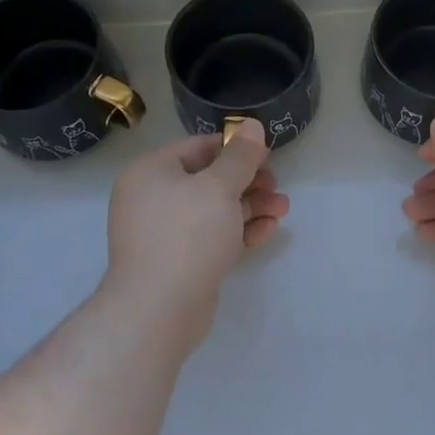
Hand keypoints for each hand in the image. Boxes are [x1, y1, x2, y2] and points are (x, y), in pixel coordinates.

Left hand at [103, 120, 289, 347]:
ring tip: (283, 208)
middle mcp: (152, 198)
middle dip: (248, 182)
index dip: (235, 148)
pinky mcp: (179, 261)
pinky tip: (268, 231)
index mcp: (151, 172)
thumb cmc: (187, 235)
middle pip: (207, 180)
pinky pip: (211, 237)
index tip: (267, 156)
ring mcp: (164, 232)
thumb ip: (239, 156)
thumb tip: (251, 126)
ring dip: (249, 207)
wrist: (159, 308)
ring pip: (213, 210)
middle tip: (277, 185)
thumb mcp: (219, 187)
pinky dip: (238, 231)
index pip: (198, 148)